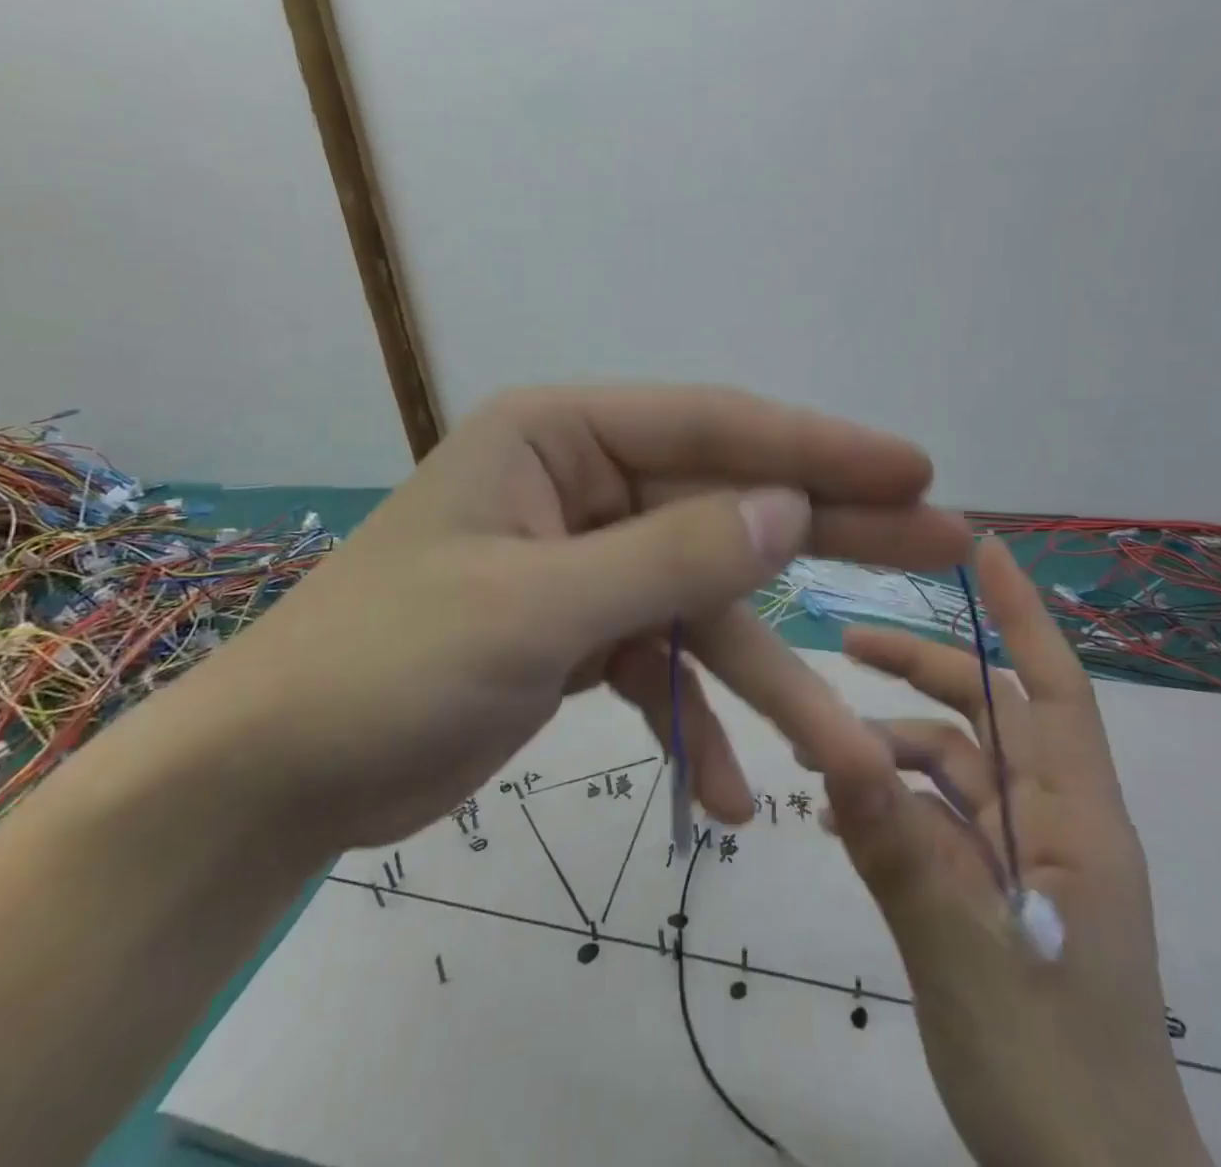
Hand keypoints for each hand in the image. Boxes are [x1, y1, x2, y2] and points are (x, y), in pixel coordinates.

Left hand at [190, 385, 971, 856]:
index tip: (913, 470)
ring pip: (705, 606)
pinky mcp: (582, 632)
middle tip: (941, 539)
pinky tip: (725, 793)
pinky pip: (663, 666)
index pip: (714, 427)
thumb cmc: (388, 666)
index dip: (819, 448)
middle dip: (832, 533)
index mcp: (561, 437)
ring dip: (765, 684)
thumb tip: (791, 509)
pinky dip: (695, 724)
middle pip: (730, 503)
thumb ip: (672, 554)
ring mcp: (588, 561)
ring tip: (841, 756)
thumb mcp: (538, 606)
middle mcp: (583, 484)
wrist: (280, 773)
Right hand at [824, 539, 1211, 1166]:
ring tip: (817, 755)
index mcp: (1076, 820)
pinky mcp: (990, 893)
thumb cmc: (1055, 1080)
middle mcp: (1052, 822)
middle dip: (923, 671)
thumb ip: (899, 851)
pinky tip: (840, 817)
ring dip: (890, 750)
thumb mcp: (964, 958)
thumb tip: (834, 748)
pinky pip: (935, 822)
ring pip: (952, 768)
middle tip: (848, 644)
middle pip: (987, 715)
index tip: (983, 548)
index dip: (1021, 613)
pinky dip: (889, 806)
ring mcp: (1021, 859)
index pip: (1053, 688)